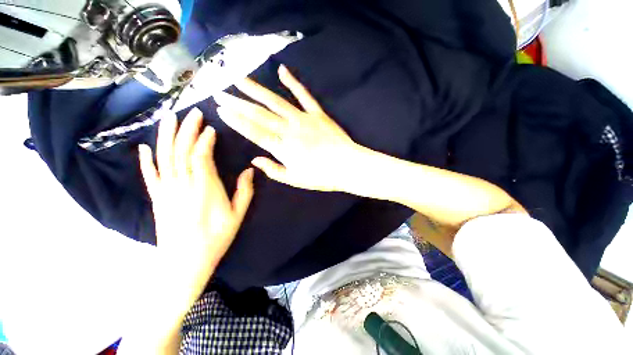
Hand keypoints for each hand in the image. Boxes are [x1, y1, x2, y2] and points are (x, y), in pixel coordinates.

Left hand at [138, 107, 253, 281]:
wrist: (184, 262)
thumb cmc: (216, 238)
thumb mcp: (238, 215)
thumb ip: (245, 191)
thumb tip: (250, 171)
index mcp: (205, 188)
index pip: (201, 155)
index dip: (205, 140)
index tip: (211, 129)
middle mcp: (183, 184)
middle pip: (181, 150)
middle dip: (187, 130)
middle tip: (193, 113)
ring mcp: (167, 190)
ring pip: (164, 157)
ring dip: (166, 136)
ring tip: (169, 117)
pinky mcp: (157, 198)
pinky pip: (150, 175)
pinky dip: (146, 160)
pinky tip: (144, 147)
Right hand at [214, 65, 363, 191]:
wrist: (347, 166)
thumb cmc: (321, 176)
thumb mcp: (295, 179)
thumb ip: (273, 170)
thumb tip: (254, 160)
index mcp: (283, 148)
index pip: (254, 132)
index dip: (236, 121)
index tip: (220, 110)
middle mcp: (290, 130)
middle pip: (259, 114)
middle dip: (237, 103)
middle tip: (219, 92)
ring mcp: (304, 119)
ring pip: (276, 101)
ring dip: (256, 89)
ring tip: (238, 78)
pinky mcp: (317, 113)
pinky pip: (303, 95)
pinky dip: (293, 82)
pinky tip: (281, 70)